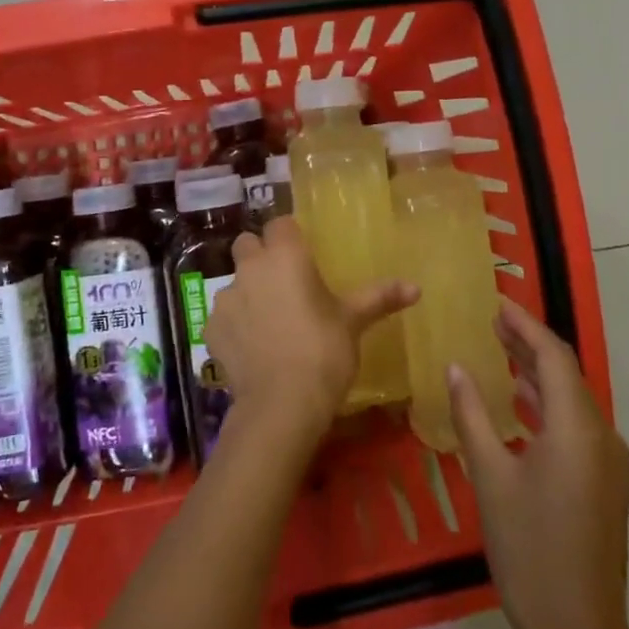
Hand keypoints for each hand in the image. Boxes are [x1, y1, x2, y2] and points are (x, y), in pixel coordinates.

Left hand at [203, 217, 416, 446]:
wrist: (281, 404)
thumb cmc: (323, 352)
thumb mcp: (354, 322)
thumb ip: (380, 298)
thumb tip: (416, 288)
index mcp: (286, 255)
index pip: (280, 224)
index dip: (289, 235)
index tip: (303, 255)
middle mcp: (251, 267)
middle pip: (248, 244)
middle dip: (261, 255)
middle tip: (283, 281)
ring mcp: (226, 298)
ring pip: (233, 280)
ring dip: (248, 291)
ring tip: (270, 320)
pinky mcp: (212, 328)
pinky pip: (224, 315)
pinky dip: (235, 324)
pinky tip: (253, 347)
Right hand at [448, 300, 628, 628]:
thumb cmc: (528, 550)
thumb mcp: (489, 478)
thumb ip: (471, 415)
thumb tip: (456, 367)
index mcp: (577, 427)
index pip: (553, 356)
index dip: (525, 325)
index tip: (496, 303)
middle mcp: (602, 435)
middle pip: (566, 373)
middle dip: (530, 344)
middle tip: (493, 322)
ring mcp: (609, 461)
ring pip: (573, 399)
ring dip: (539, 373)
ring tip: (501, 352)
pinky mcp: (607, 481)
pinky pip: (578, 424)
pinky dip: (549, 404)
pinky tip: (522, 404)